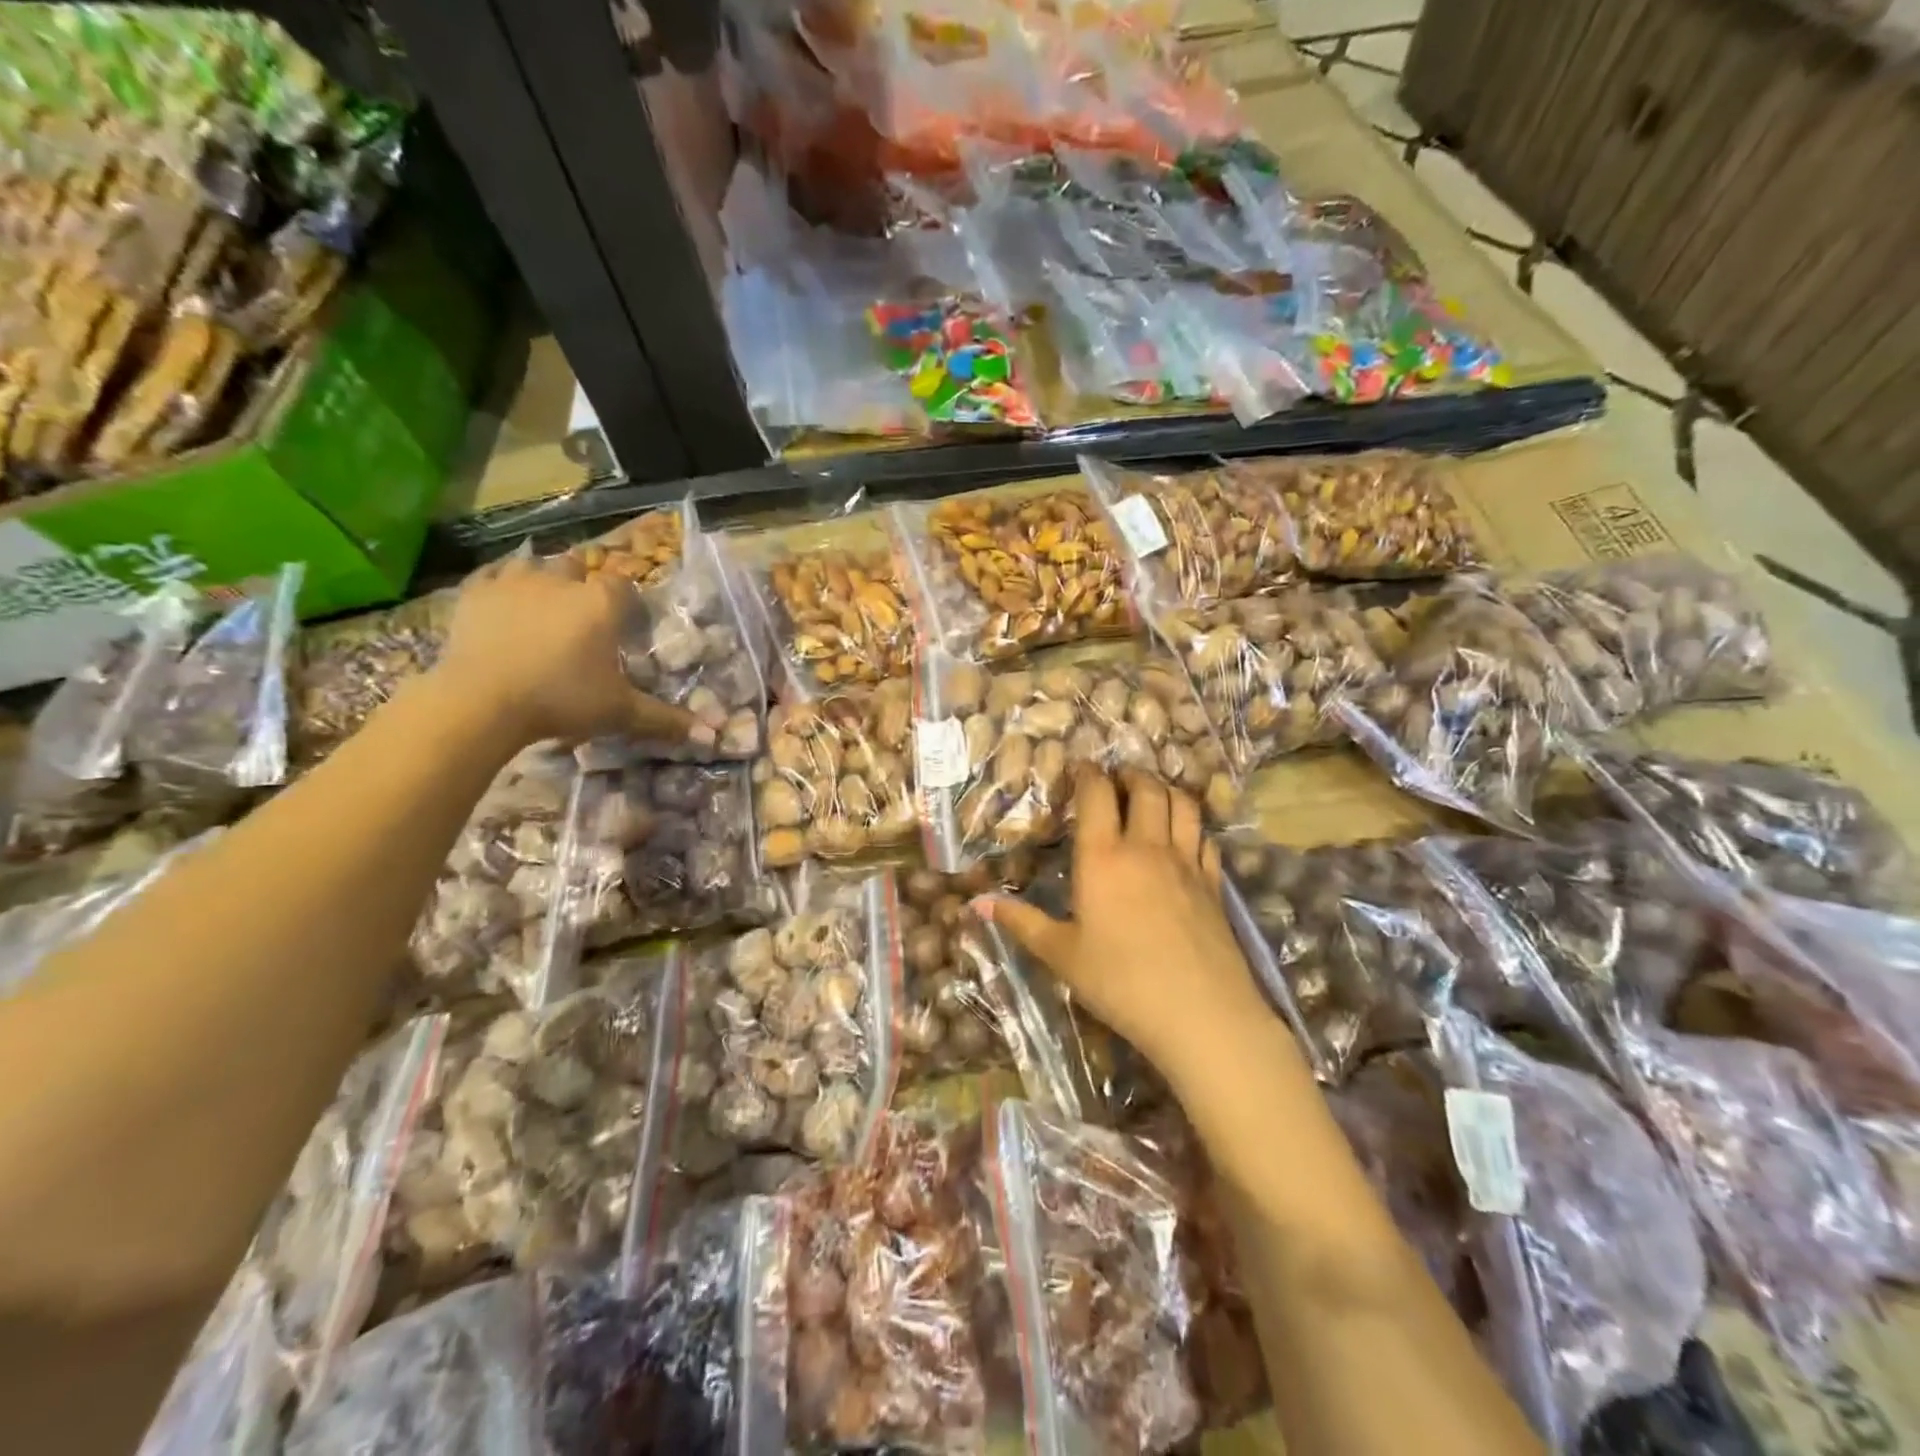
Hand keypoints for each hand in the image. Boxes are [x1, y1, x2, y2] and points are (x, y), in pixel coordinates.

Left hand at [434, 554, 707, 749]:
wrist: (482, 699)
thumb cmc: (562, 700)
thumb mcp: (620, 713)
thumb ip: (666, 720)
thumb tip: (713, 737)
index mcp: (601, 603)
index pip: (623, 585)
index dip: (625, 601)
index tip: (624, 622)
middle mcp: (562, 581)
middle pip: (577, 566)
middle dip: (582, 583)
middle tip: (582, 614)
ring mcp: (514, 582)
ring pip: (534, 564)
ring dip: (543, 578)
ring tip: (544, 602)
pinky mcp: (475, 592)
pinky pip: (492, 575)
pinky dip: (501, 584)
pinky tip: (503, 598)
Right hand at [979, 768, 1268, 1082]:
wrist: (1199, 1014)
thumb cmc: (1120, 982)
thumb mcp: (1061, 955)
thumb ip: (1021, 922)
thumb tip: (976, 904)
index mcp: (1103, 857)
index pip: (1096, 794)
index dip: (1088, 773)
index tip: (1080, 768)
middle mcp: (1146, 847)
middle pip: (1146, 788)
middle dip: (1130, 774)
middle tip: (1116, 778)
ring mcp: (1186, 863)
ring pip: (1183, 804)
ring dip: (1165, 789)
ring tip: (1151, 794)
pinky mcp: (1213, 884)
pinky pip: (1205, 838)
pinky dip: (1192, 825)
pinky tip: (1184, 836)